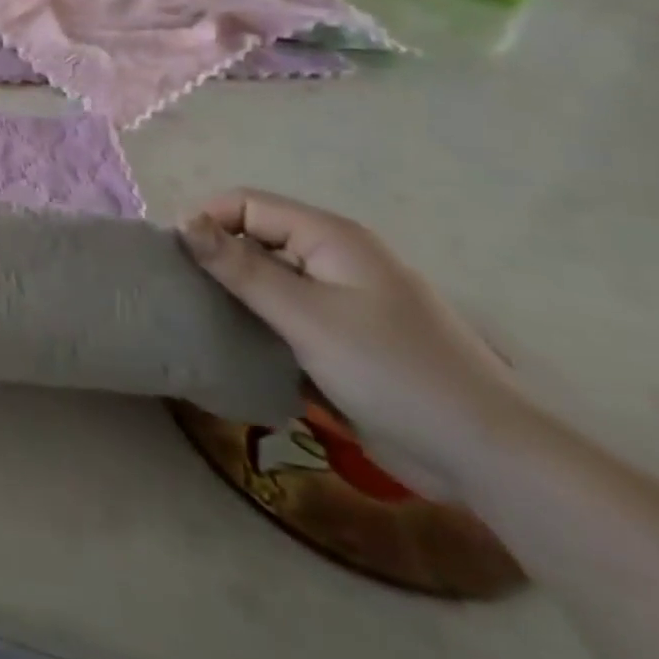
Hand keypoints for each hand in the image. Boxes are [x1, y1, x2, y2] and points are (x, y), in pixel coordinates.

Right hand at [182, 189, 530, 496]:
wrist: (486, 454)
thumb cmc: (391, 372)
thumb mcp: (306, 316)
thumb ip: (241, 268)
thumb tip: (183, 222)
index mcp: (330, 237)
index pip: (247, 203)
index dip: (206, 220)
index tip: (171, 258)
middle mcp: (335, 257)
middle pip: (257, 236)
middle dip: (216, 256)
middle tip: (179, 291)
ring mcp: (343, 298)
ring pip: (270, 277)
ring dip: (236, 292)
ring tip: (198, 316)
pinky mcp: (346, 336)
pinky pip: (288, 312)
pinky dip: (260, 320)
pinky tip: (237, 343)